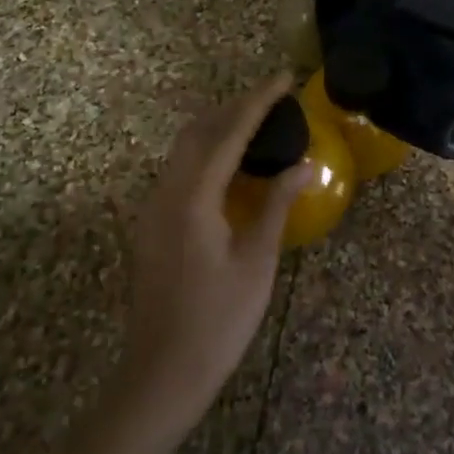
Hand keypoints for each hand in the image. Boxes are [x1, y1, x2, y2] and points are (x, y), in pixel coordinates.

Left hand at [119, 74, 315, 428]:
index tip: (284, 77)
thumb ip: (276, 205)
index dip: (258, 101)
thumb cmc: (217, 321)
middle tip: (273, 99)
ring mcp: (152, 210)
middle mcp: (165, 193)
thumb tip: (301, 165)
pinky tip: (231, 167)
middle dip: (236, 107)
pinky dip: (206, 154)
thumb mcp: (256, 262)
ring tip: (257, 124)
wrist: (161, 376)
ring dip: (219, 128)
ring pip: (184, 150)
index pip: (229, 133)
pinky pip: (179, 171)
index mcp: (193, 198)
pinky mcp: (151, 226)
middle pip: (199, 132)